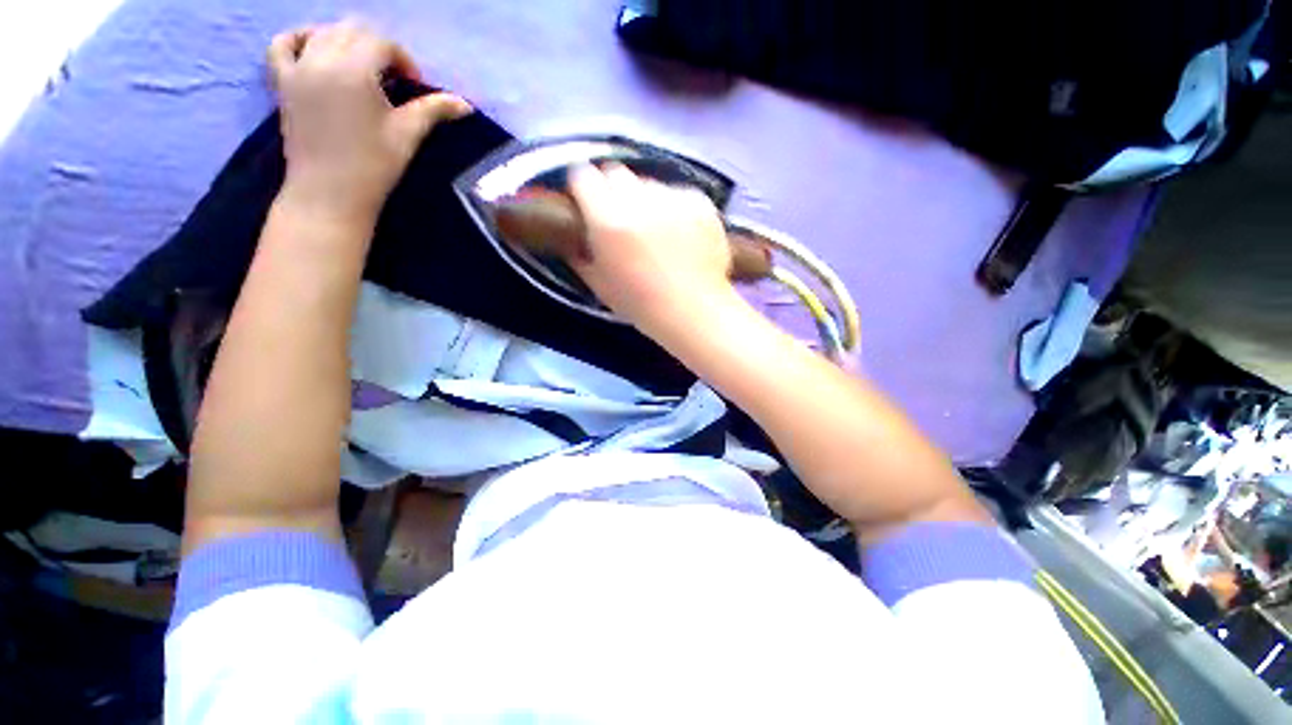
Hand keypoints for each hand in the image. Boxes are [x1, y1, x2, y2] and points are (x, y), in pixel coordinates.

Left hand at [268, 21, 471, 227]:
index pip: (381, 42)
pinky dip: (299, 39)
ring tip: (361, 68)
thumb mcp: (407, 135)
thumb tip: (465, 104)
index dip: (403, 58)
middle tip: (392, 77)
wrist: (329, 193)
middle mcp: (321, 59)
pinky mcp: (281, 82)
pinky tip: (314, 50)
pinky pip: (282, 44)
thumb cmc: (373, 166)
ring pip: (321, 32)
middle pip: (351, 30)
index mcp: (353, 70)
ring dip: (346, 41)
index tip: (414, 84)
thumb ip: (433, 111)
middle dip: (377, 46)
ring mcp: (296, 68)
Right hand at [568, 164, 735, 333]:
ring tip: (655, 230)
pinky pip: (678, 194)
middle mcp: (638, 199)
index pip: (582, 175)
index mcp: (607, 219)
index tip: (585, 201)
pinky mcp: (699, 201)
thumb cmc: (641, 305)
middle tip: (619, 216)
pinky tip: (681, 234)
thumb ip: (580, 254)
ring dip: (645, 200)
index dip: (582, 187)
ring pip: (649, 184)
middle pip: (615, 172)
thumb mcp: (599, 284)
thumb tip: (573, 238)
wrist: (692, 311)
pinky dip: (675, 208)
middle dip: (611, 189)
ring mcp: (672, 197)